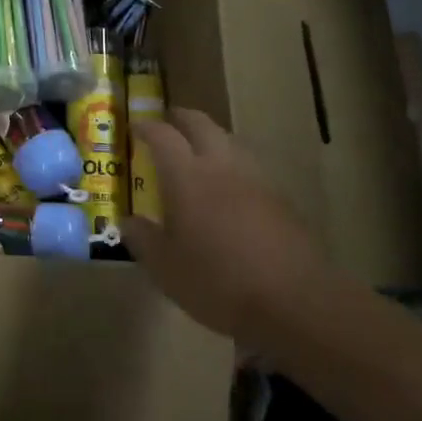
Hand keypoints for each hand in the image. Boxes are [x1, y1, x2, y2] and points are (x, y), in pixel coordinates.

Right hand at [122, 110, 325, 345]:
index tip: (136, 126)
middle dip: (182, 118)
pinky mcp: (281, 199)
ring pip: (230, 142)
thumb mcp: (165, 268)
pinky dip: (233, 166)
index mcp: (187, 176)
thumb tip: (127, 221)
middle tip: (169, 121)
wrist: (294, 301)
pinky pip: (250, 168)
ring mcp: (256, 179)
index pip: (163, 136)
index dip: (147, 127)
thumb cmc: (217, 281)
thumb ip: (143, 239)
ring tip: (199, 152)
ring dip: (211, 138)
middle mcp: (221, 166)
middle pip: (201, 124)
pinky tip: (230, 189)